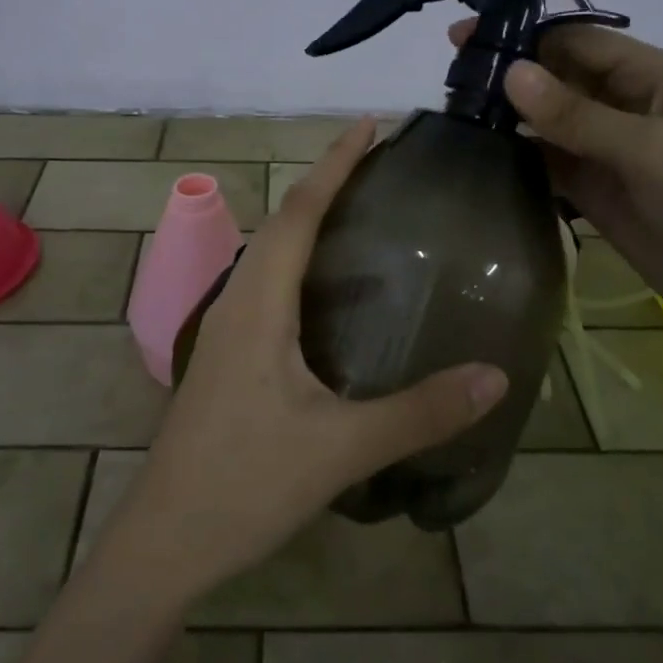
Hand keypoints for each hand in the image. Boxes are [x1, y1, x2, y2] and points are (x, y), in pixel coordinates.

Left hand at [102, 118, 509, 606]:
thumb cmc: (246, 483)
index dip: (335, 163)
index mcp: (258, 302)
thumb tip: (496, 375)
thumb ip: (419, 411)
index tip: (369, 124)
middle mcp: (237, 300)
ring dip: (307, 218)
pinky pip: (264, 283)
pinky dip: (297, 260)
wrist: (166, 539)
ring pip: (268, 252)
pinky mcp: (226, 354)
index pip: (300, 211)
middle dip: (325, 181)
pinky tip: (325, 289)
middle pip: (282, 221)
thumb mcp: (341, 448)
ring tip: (357, 208)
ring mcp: (225, 328)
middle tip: (378, 162)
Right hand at [450, 19, 662, 334]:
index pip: (575, 41)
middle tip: (449, 75)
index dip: (522, 35)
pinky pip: (546, 160)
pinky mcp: (592, 188)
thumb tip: (510, 72)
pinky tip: (477, 151)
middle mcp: (624, 104)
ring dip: (507, 113)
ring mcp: (606, 148)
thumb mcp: (651, 150)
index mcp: (650, 77)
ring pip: (546, 119)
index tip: (465, 34)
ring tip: (452, 109)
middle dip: (508, 72)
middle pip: (556, 77)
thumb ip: (577, 115)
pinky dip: (516, 154)